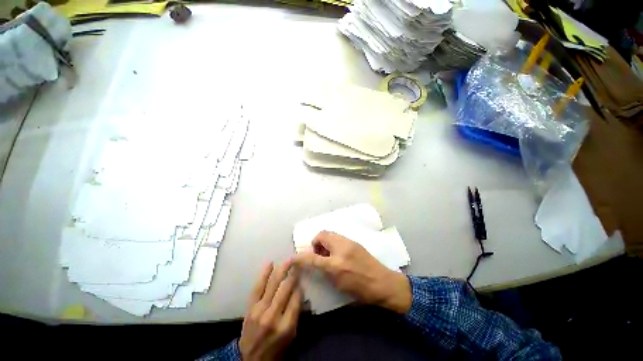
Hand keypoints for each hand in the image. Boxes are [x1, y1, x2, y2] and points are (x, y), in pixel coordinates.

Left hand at [239, 261, 301, 360]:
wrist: (250, 358)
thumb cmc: (275, 347)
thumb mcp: (291, 335)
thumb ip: (296, 312)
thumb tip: (299, 290)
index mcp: (286, 325)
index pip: (296, 298)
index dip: (300, 286)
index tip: (302, 278)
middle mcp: (273, 316)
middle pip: (285, 289)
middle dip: (293, 274)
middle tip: (297, 263)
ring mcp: (260, 310)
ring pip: (273, 285)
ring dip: (282, 270)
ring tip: (288, 260)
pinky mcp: (250, 307)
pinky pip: (258, 287)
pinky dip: (264, 274)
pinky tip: (270, 264)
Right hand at [293, 231, 411, 313]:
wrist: (383, 283)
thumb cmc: (361, 290)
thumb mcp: (339, 285)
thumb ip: (325, 271)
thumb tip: (316, 262)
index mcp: (336, 265)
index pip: (313, 258)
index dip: (300, 258)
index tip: (293, 258)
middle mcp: (341, 249)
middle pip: (322, 235)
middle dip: (316, 242)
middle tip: (319, 254)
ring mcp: (349, 242)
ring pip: (330, 233)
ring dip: (325, 241)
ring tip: (328, 253)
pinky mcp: (354, 241)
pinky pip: (338, 236)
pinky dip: (333, 242)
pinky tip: (337, 252)